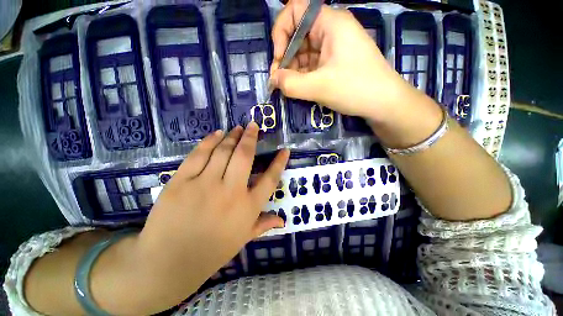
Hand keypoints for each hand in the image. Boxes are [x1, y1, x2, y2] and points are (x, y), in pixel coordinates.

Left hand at [135, 123, 289, 309]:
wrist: (167, 263)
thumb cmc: (211, 252)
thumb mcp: (242, 239)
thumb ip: (263, 225)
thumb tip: (283, 220)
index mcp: (247, 208)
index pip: (270, 179)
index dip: (279, 163)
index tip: (284, 150)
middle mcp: (230, 192)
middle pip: (244, 157)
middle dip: (251, 138)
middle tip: (254, 126)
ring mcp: (205, 184)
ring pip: (222, 152)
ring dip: (232, 136)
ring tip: (238, 128)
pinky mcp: (181, 181)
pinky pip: (199, 155)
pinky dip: (209, 141)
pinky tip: (217, 133)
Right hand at [270, 0, 416, 120]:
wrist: (384, 103)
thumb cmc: (355, 88)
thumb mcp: (319, 87)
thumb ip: (291, 84)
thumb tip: (272, 81)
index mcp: (330, 23)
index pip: (296, 9)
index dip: (281, 31)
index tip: (279, 58)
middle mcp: (331, 30)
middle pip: (298, 35)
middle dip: (285, 57)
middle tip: (279, 81)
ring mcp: (334, 48)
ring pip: (304, 53)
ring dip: (293, 70)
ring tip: (288, 88)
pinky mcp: (334, 63)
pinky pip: (312, 65)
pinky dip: (303, 76)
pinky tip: (298, 88)